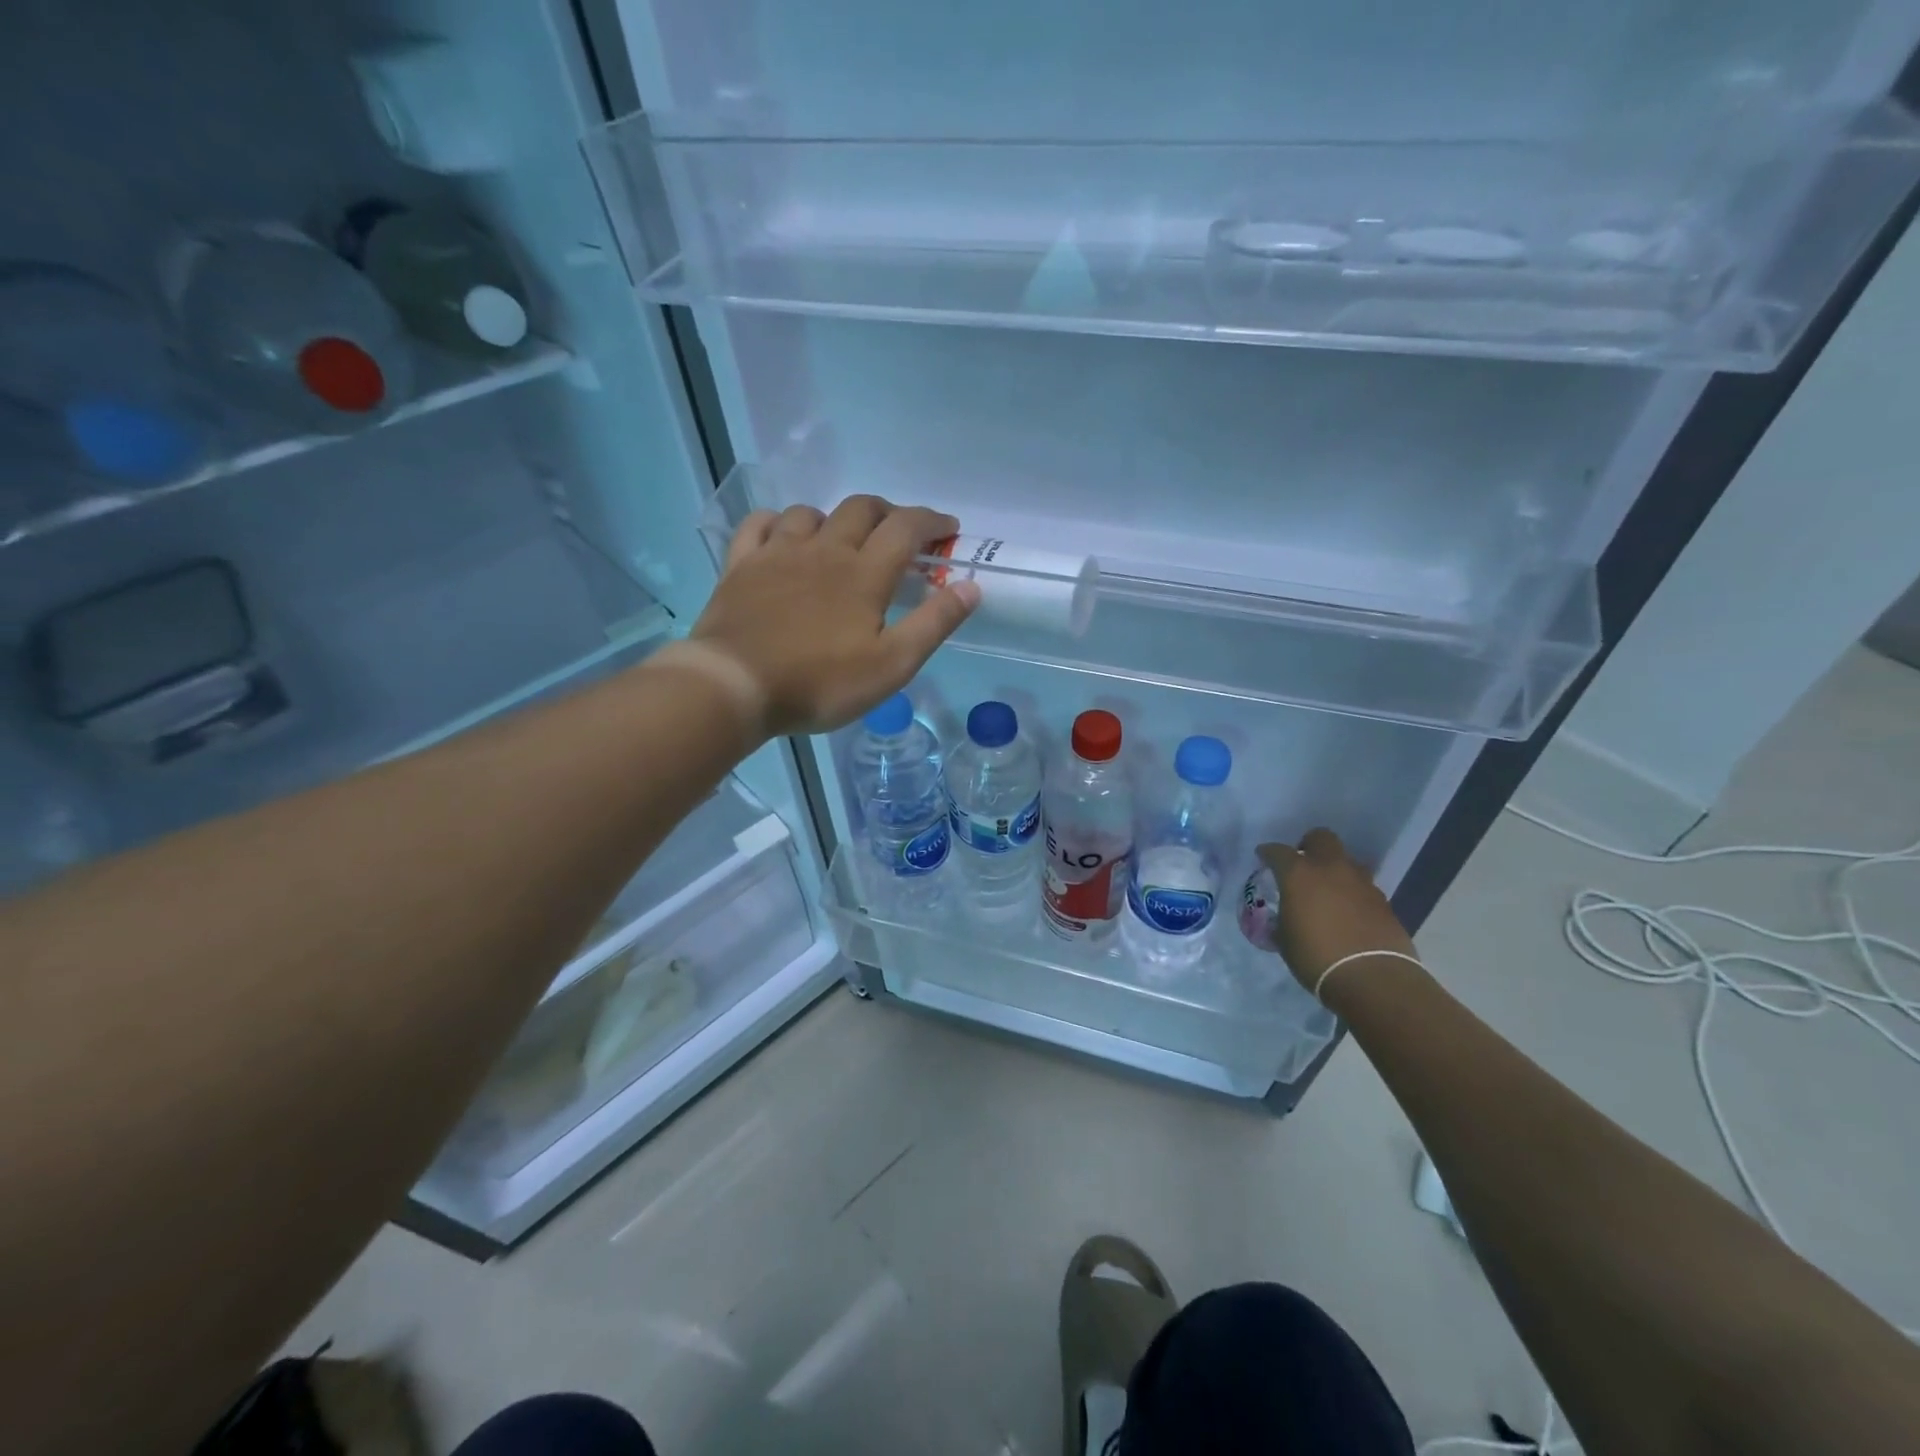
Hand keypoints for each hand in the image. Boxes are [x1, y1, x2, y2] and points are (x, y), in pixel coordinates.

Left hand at [688, 496, 979, 736]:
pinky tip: (783, 536)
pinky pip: (759, 525)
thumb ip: (933, 624)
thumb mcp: (891, 665)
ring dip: (834, 518)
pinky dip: (778, 523)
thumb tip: (971, 586)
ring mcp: (777, 554)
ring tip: (842, 539)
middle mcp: (824, 550)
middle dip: (888, 512)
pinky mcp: (741, 566)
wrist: (735, 686)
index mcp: (864, 573)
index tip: (948, 529)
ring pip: (810, 514)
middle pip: (861, 509)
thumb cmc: (820, 683)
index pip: (906, 528)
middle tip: (901, 531)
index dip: (932, 522)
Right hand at [1258, 829, 1418, 994]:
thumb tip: (1285, 918)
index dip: (1268, 853)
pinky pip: (1363, 886)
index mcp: (1299, 874)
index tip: (1263, 858)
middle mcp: (1331, 869)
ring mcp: (1361, 883)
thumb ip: (1282, 920)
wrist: (1372, 978)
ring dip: (1335, 869)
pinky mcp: (1383, 901)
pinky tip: (1348, 912)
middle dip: (1309, 845)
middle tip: (1302, 864)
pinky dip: (1352, 893)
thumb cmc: (1316, 957)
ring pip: (1347, 861)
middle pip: (1321, 838)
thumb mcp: (1285, 940)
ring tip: (1327, 891)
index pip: (1278, 851)